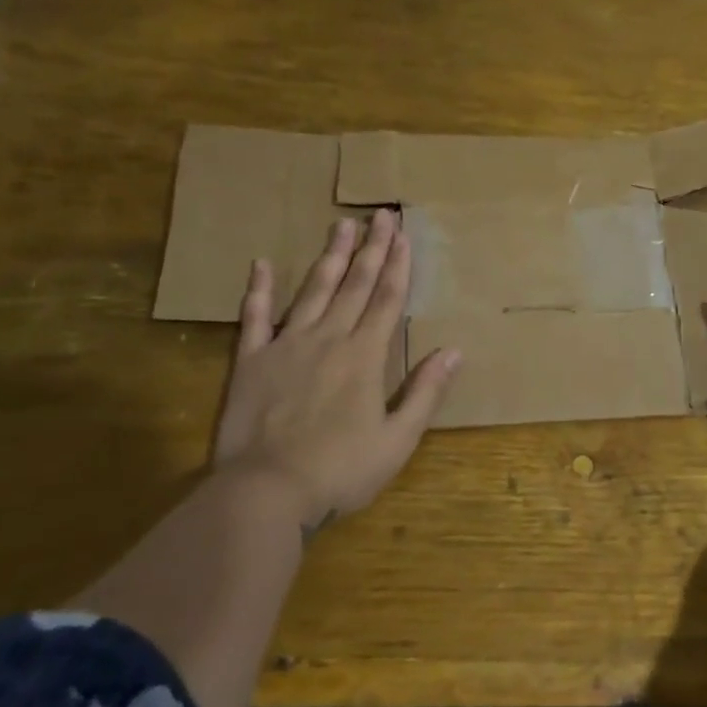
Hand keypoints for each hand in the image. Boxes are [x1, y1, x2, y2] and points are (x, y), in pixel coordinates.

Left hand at [212, 208, 460, 536]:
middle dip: (371, 248)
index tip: (403, 234)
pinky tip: (261, 264)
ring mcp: (287, 346)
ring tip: (341, 225)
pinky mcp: (251, 362)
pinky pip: (254, 318)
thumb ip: (425, 393)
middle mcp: (329, 339)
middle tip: (380, 214)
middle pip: (354, 285)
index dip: (398, 266)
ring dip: (330, 257)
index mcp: (365, 356)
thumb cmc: (340, 471)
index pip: (387, 300)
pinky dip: (258, 290)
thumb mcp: (397, 440)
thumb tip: (454, 351)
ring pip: (313, 291)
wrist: (265, 492)